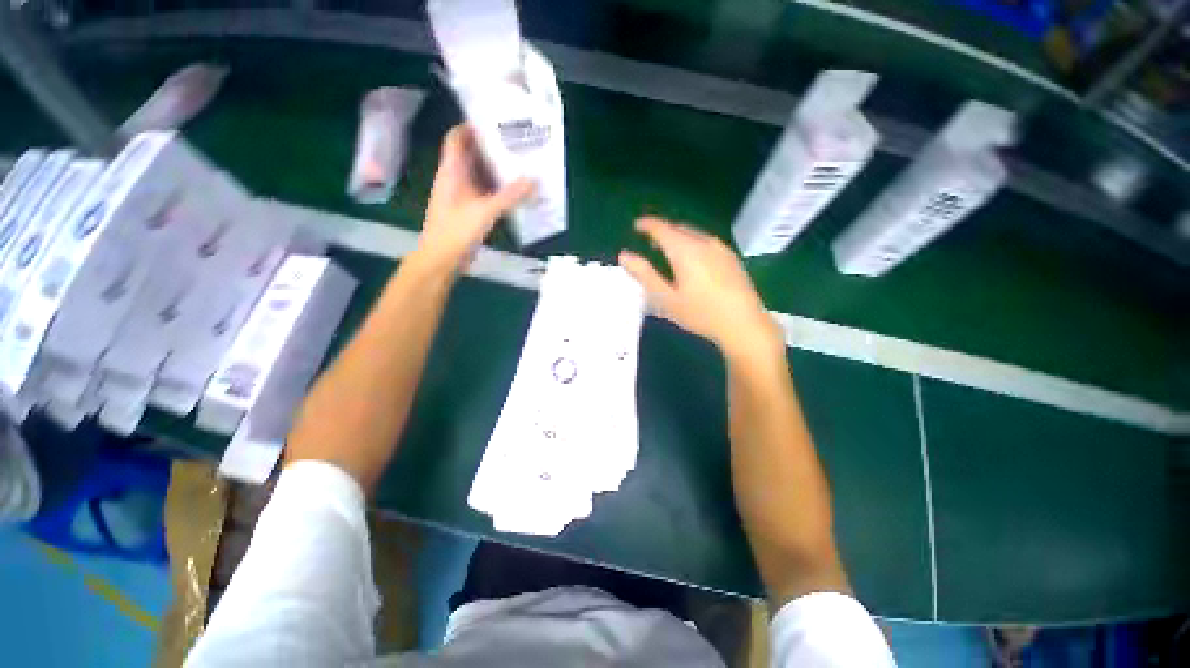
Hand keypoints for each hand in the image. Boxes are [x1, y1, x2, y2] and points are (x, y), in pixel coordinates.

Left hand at [416, 124, 533, 273]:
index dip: (471, 127)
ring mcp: (463, 197)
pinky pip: (486, 195)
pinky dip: (499, 192)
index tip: (495, 122)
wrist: (441, 261)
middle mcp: (456, 180)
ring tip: (521, 166)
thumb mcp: (484, 211)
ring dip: (498, 172)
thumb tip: (534, 181)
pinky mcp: (470, 212)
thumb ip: (509, 196)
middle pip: (472, 156)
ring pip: (481, 177)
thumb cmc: (455, 232)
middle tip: (517, 144)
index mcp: (451, 172)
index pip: (457, 139)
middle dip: (492, 149)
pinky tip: (516, 194)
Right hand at [619, 217, 780, 359]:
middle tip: (650, 240)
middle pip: (679, 229)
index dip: (647, 224)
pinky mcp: (731, 258)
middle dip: (663, 231)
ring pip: (694, 234)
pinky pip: (706, 242)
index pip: (662, 228)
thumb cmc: (700, 313)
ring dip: (678, 237)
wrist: (744, 324)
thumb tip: (624, 255)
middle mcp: (704, 242)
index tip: (636, 225)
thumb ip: (644, 275)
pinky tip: (692, 260)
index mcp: (685, 250)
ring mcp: (721, 249)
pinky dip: (692, 244)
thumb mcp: (666, 298)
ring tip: (668, 250)